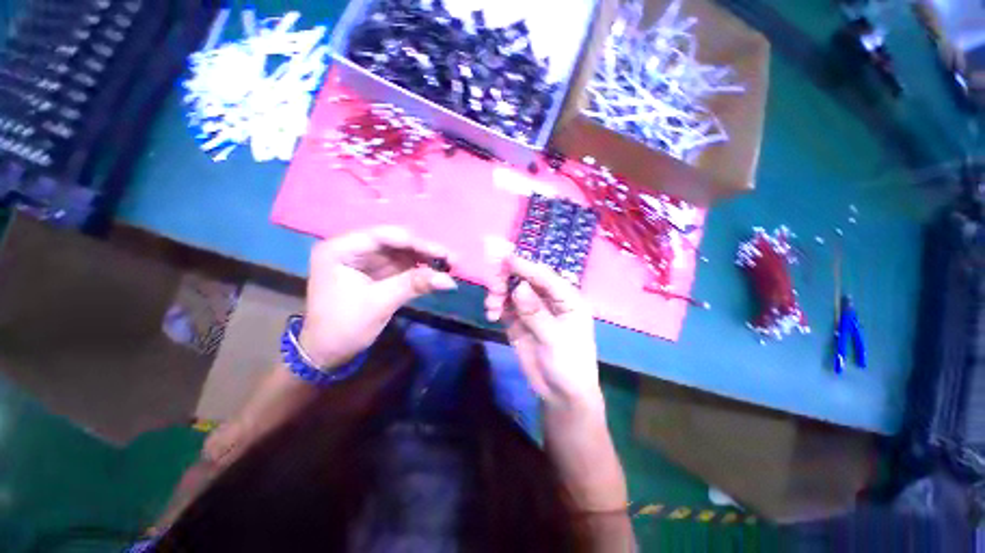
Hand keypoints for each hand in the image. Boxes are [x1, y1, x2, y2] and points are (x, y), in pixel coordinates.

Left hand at [301, 226, 455, 366]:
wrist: (327, 353)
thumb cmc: (344, 328)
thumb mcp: (379, 303)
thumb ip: (413, 285)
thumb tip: (449, 280)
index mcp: (340, 249)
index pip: (383, 236)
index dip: (416, 242)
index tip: (443, 253)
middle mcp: (353, 248)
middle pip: (395, 242)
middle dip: (424, 250)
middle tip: (452, 260)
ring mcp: (366, 260)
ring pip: (402, 252)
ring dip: (425, 259)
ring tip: (450, 266)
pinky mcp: (377, 272)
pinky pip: (402, 265)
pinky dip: (419, 269)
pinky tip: (436, 272)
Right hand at [485, 255, 603, 411]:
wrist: (560, 395)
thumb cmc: (569, 365)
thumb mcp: (555, 339)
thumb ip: (536, 313)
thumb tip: (519, 286)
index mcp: (567, 299)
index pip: (545, 276)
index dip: (526, 266)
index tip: (505, 259)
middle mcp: (549, 299)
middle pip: (526, 279)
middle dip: (507, 279)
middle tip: (492, 286)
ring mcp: (532, 309)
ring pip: (512, 291)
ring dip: (499, 293)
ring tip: (491, 306)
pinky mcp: (519, 321)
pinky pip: (505, 306)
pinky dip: (496, 306)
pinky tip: (491, 314)